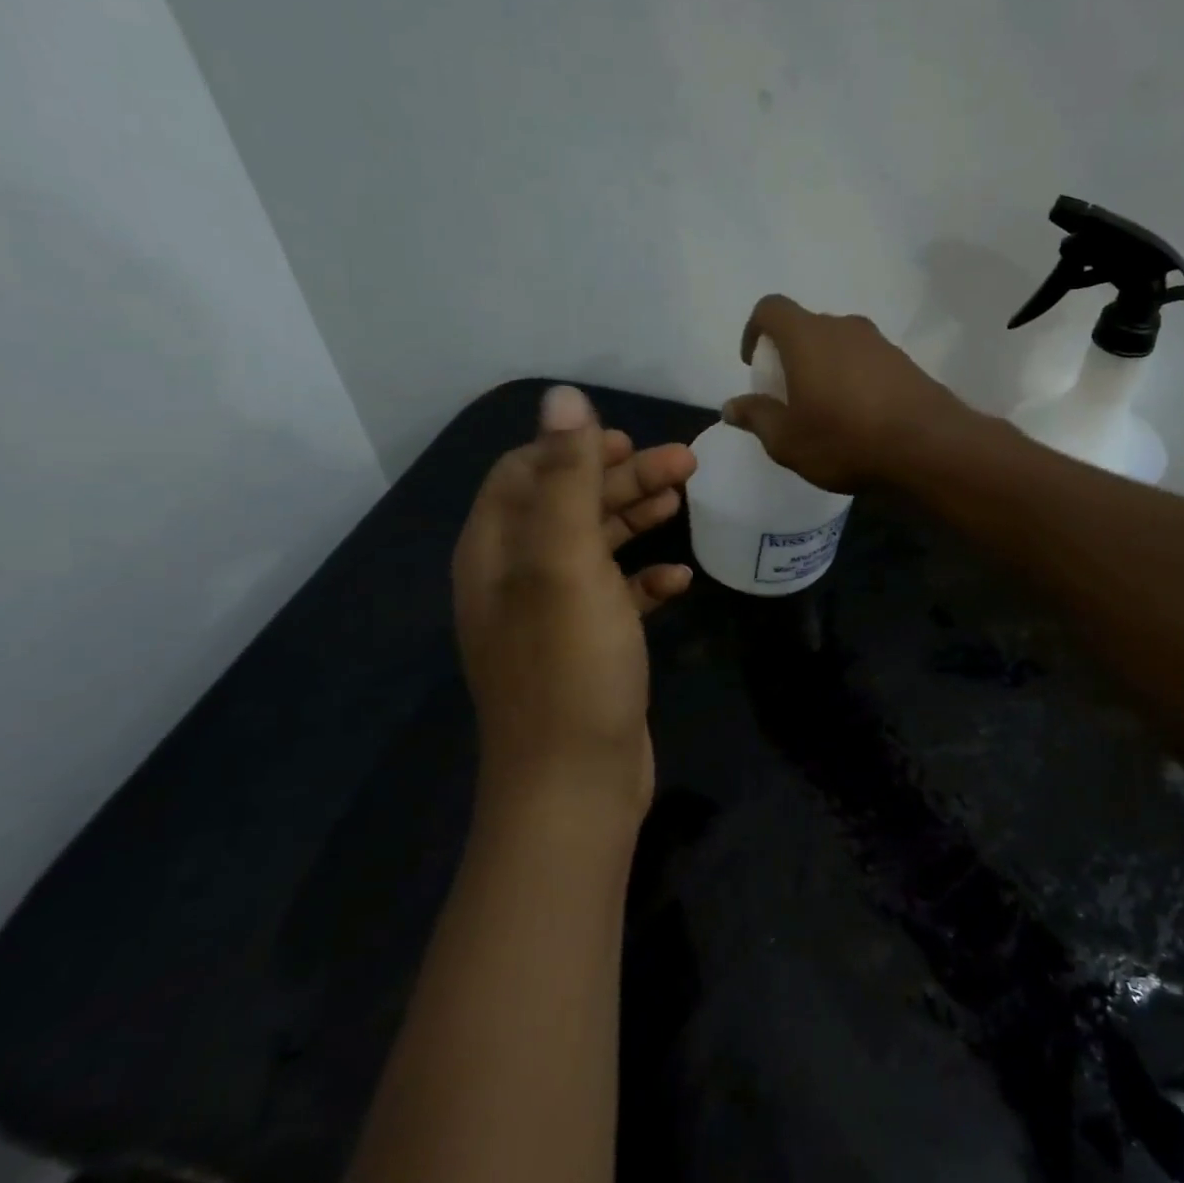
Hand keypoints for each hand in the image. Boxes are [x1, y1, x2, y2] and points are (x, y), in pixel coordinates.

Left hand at [452, 386, 696, 819]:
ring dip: (636, 518)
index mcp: (497, 551)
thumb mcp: (567, 562)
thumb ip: (568, 477)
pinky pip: (615, 595)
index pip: (524, 472)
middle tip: (686, 463)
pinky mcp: (587, 647)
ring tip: (684, 501)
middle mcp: (515, 577)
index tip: (630, 439)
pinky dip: (645, 578)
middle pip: (567, 504)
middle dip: (622, 478)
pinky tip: (679, 578)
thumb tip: (562, 396)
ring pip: (594, 546)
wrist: (576, 786)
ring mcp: (551, 615)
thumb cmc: (571, 666)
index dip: (574, 447)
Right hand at [720, 295, 969, 491]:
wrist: (928, 447)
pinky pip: (866, 361)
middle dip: (790, 354)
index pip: (771, 308)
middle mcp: (844, 327)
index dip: (754, 329)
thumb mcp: (788, 440)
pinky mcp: (905, 362)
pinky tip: (859, 416)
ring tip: (824, 409)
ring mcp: (879, 342)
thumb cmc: (845, 440)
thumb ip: (757, 418)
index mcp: (807, 336)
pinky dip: (853, 378)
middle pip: (806, 326)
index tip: (753, 362)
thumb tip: (731, 407)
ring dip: (824, 367)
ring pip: (839, 344)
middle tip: (787, 394)